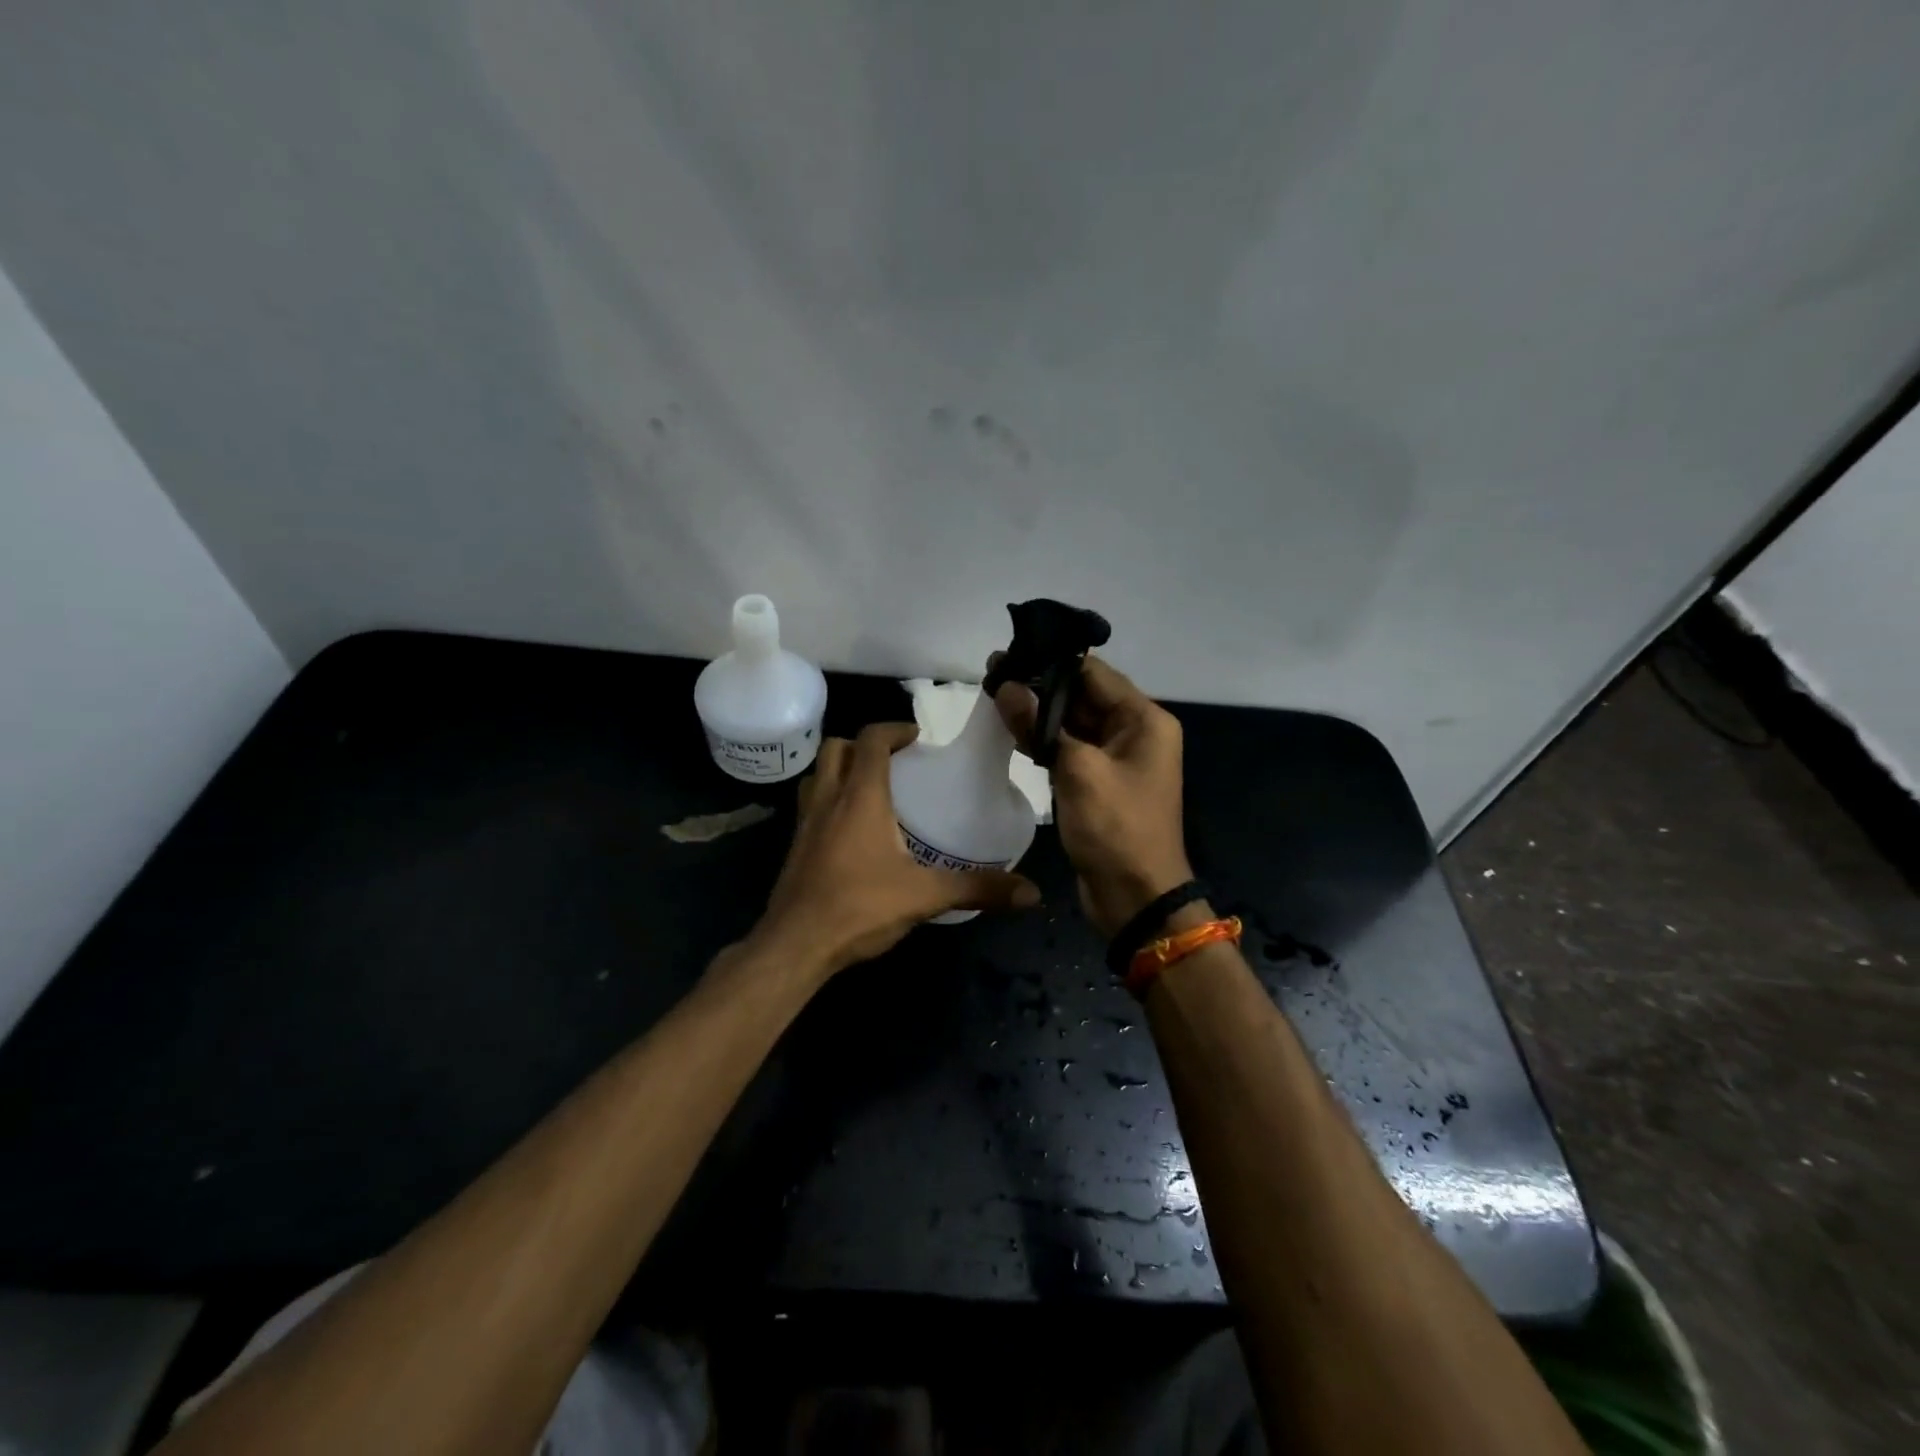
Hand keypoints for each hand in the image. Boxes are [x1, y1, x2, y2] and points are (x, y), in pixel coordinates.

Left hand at [750, 722, 1039, 975]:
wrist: (794, 946)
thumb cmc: (859, 908)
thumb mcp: (925, 896)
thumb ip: (977, 888)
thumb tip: (1031, 893)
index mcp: (860, 797)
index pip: (871, 740)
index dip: (894, 729)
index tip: (917, 737)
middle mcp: (828, 800)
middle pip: (836, 748)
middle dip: (864, 744)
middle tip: (895, 761)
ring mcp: (805, 823)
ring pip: (817, 774)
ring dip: (841, 769)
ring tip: (872, 789)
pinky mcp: (795, 847)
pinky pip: (811, 805)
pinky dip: (830, 800)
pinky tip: (851, 831)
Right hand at [992, 655, 1191, 937]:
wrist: (1135, 897)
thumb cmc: (1116, 828)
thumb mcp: (1078, 771)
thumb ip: (1041, 724)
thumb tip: (1006, 685)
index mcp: (1144, 720)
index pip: (1094, 673)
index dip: (1052, 660)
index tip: (1011, 651)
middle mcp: (1134, 732)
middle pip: (1082, 696)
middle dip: (1040, 685)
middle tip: (993, 671)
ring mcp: (1115, 759)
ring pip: (1072, 723)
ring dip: (1038, 712)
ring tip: (994, 693)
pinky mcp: (1097, 782)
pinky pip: (1068, 750)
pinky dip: (1043, 740)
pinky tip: (1011, 729)